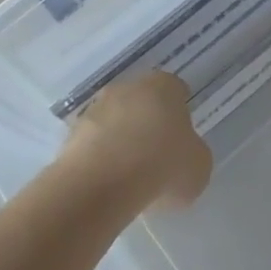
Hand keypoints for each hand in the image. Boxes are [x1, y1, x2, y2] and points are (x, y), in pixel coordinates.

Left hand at [65, 72, 211, 207]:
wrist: (103, 183)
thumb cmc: (162, 165)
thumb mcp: (199, 165)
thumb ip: (193, 153)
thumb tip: (183, 154)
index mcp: (164, 86)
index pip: (176, 90)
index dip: (181, 113)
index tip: (182, 137)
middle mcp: (128, 87)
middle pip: (143, 102)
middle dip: (149, 123)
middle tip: (157, 155)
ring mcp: (96, 107)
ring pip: (115, 121)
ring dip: (121, 140)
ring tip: (130, 175)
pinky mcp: (71, 132)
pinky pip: (94, 143)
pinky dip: (101, 157)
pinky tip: (109, 182)